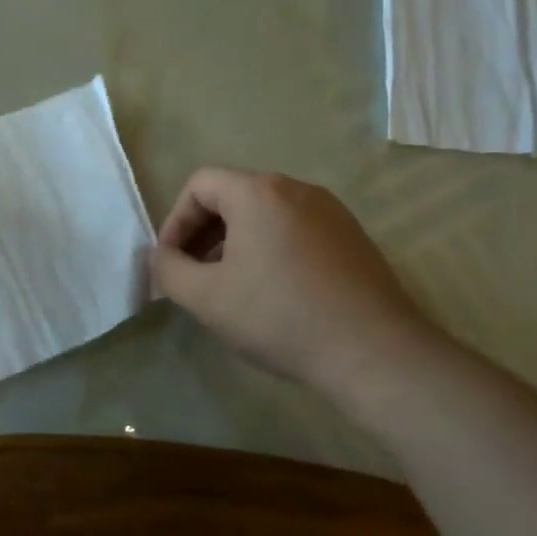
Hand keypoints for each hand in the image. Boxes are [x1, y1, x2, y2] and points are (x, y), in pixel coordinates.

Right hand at [150, 168, 444, 406]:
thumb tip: (164, 257)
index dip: (175, 220)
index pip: (200, 184)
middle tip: (195, 275)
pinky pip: (296, 230)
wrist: (373, 351)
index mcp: (258, 192)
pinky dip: (271, 250)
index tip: (172, 262)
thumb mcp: (205, 298)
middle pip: (233, 195)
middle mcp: (297, 189)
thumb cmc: (278, 317)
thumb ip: (169, 270)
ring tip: (231, 287)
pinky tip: (274, 294)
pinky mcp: (352, 237)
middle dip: (204, 233)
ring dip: (236, 243)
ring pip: (266, 214)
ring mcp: (331, 211)